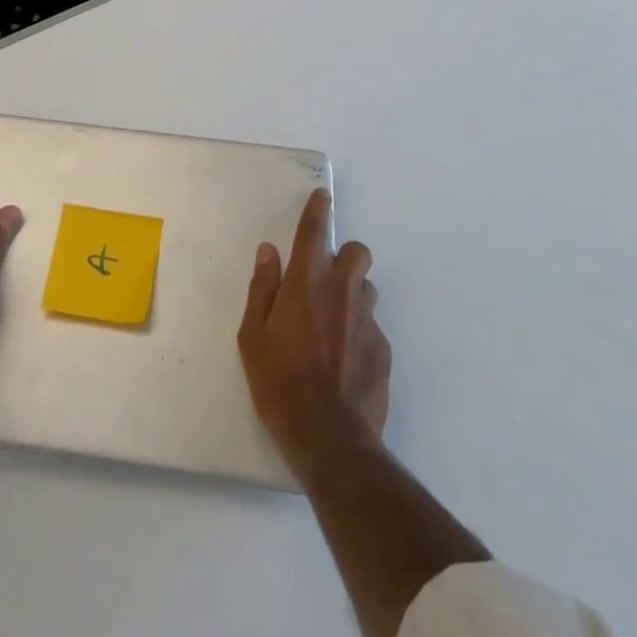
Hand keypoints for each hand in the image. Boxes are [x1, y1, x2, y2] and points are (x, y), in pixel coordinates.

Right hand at [239, 188, 391, 479]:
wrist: (330, 440)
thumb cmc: (279, 383)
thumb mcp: (253, 336)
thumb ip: (262, 288)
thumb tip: (269, 251)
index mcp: (306, 284)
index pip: (315, 232)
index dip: (319, 210)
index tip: (322, 196)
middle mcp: (341, 293)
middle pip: (356, 252)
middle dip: (344, 255)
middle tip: (324, 278)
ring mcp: (367, 322)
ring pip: (366, 288)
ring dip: (352, 293)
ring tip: (333, 322)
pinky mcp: (383, 351)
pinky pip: (372, 326)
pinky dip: (359, 330)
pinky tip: (345, 359)